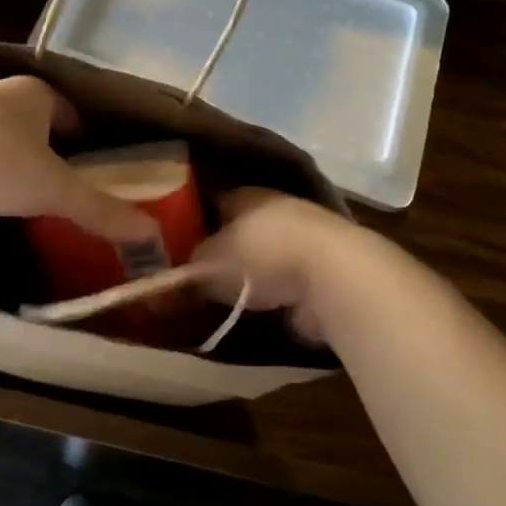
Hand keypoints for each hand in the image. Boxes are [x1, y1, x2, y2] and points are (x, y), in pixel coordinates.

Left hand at [0, 77, 159, 240]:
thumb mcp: (54, 189)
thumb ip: (100, 209)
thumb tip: (150, 232)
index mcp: (33, 93)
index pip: (70, 112)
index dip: (85, 138)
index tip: (96, 167)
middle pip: (34, 125)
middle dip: (49, 153)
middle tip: (65, 188)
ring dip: (13, 164)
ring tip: (28, 198)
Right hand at [192, 189, 356, 344]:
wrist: (332, 275)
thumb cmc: (261, 254)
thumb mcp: (210, 262)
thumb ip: (191, 268)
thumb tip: (174, 278)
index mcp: (247, 194)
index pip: (216, 202)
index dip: (198, 222)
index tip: (181, 244)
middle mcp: (277, 208)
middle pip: (243, 228)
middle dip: (227, 250)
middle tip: (203, 275)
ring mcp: (305, 238)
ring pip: (269, 254)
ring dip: (255, 273)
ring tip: (230, 297)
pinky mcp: (325, 269)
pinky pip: (289, 280)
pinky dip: (278, 293)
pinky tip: (261, 310)